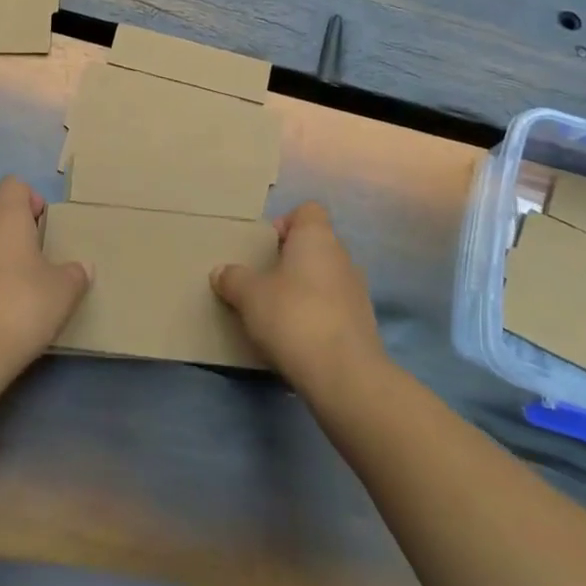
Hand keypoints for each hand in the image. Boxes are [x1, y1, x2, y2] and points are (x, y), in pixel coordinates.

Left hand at [0, 177, 90, 380]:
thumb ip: (75, 274)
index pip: (13, 184)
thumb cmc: (20, 308)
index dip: (30, 198)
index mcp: (5, 218)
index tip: (44, 224)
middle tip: (34, 251)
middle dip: (11, 224)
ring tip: (18, 280)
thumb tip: (81, 267)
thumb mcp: (63, 292)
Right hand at [212, 202, 385, 396]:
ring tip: (278, 314)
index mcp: (316, 237)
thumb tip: (221, 271)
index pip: (307, 211)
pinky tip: (299, 339)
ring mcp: (357, 290)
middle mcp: (342, 256)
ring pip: (326, 278)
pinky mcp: (364, 324)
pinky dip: (318, 316)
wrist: (343, 374)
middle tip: (263, 282)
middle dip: (290, 260)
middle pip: (315, 245)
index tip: (266, 248)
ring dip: (305, 290)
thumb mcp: (249, 296)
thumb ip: (233, 279)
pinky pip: (335, 308)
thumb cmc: (292, 316)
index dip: (285, 223)